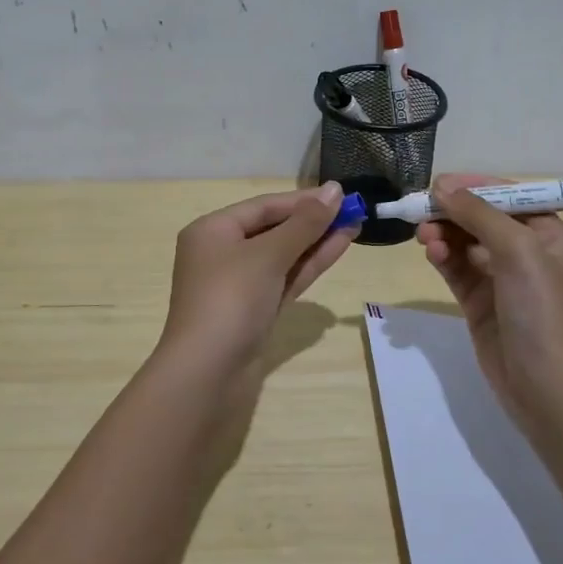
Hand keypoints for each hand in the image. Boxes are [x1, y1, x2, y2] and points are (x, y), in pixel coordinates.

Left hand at [155, 183, 357, 376]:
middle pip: (273, 229)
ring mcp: (239, 285)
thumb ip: (305, 223)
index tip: (341, 194)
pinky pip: (284, 278)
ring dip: (316, 241)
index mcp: (212, 231)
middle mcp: (222, 253)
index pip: (264, 206)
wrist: (207, 373)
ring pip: (282, 255)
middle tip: (353, 210)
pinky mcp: (254, 311)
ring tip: (355, 225)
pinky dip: (308, 264)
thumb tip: (335, 190)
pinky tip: (338, 248)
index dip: (303, 200)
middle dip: (312, 221)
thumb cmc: (231, 299)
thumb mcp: (268, 254)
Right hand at [415, 174, 562, 440]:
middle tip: (422, 211)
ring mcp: (503, 280)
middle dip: (453, 212)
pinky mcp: (481, 304)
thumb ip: (479, 214)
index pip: (509, 198)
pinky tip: (431, 253)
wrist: (550, 390)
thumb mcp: (518, 251)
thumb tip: (442, 186)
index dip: (475, 187)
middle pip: (483, 219)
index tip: (439, 184)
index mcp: (550, 236)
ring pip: (465, 244)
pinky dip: (443, 258)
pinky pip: (457, 270)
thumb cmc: (544, 312)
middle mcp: (528, 253)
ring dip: (444, 234)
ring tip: (424, 237)